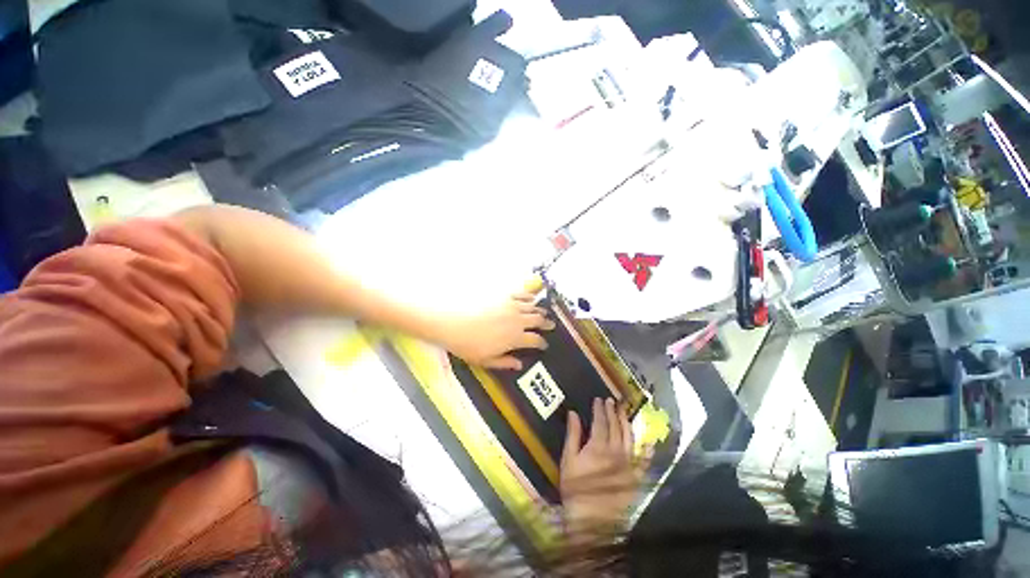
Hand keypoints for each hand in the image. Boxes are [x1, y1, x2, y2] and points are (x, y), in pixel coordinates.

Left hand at [438, 292, 554, 369]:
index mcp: (515, 338)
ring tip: (543, 313)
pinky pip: (521, 294)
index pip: (535, 340)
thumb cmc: (467, 345)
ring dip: (540, 310)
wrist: (451, 322)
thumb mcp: (486, 360)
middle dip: (546, 324)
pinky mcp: (503, 295)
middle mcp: (518, 320)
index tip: (544, 345)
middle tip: (551, 325)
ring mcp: (511, 306)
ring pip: (532, 307)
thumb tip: (520, 364)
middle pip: (538, 320)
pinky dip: (529, 296)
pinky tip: (531, 298)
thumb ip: (505, 363)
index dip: (542, 343)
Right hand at [560, 398, 642, 540]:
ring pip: (629, 437)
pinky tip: (648, 441)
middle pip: (615, 426)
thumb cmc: (576, 489)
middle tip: (612, 401)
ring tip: (624, 411)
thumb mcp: (568, 459)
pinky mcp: (636, 477)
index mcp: (598, 445)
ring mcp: (628, 464)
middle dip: (613, 411)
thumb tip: (573, 413)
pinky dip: (647, 449)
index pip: (600, 421)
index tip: (598, 399)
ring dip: (626, 422)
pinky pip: (644, 460)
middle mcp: (616, 450)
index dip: (599, 409)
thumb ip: (573, 434)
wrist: (592, 519)